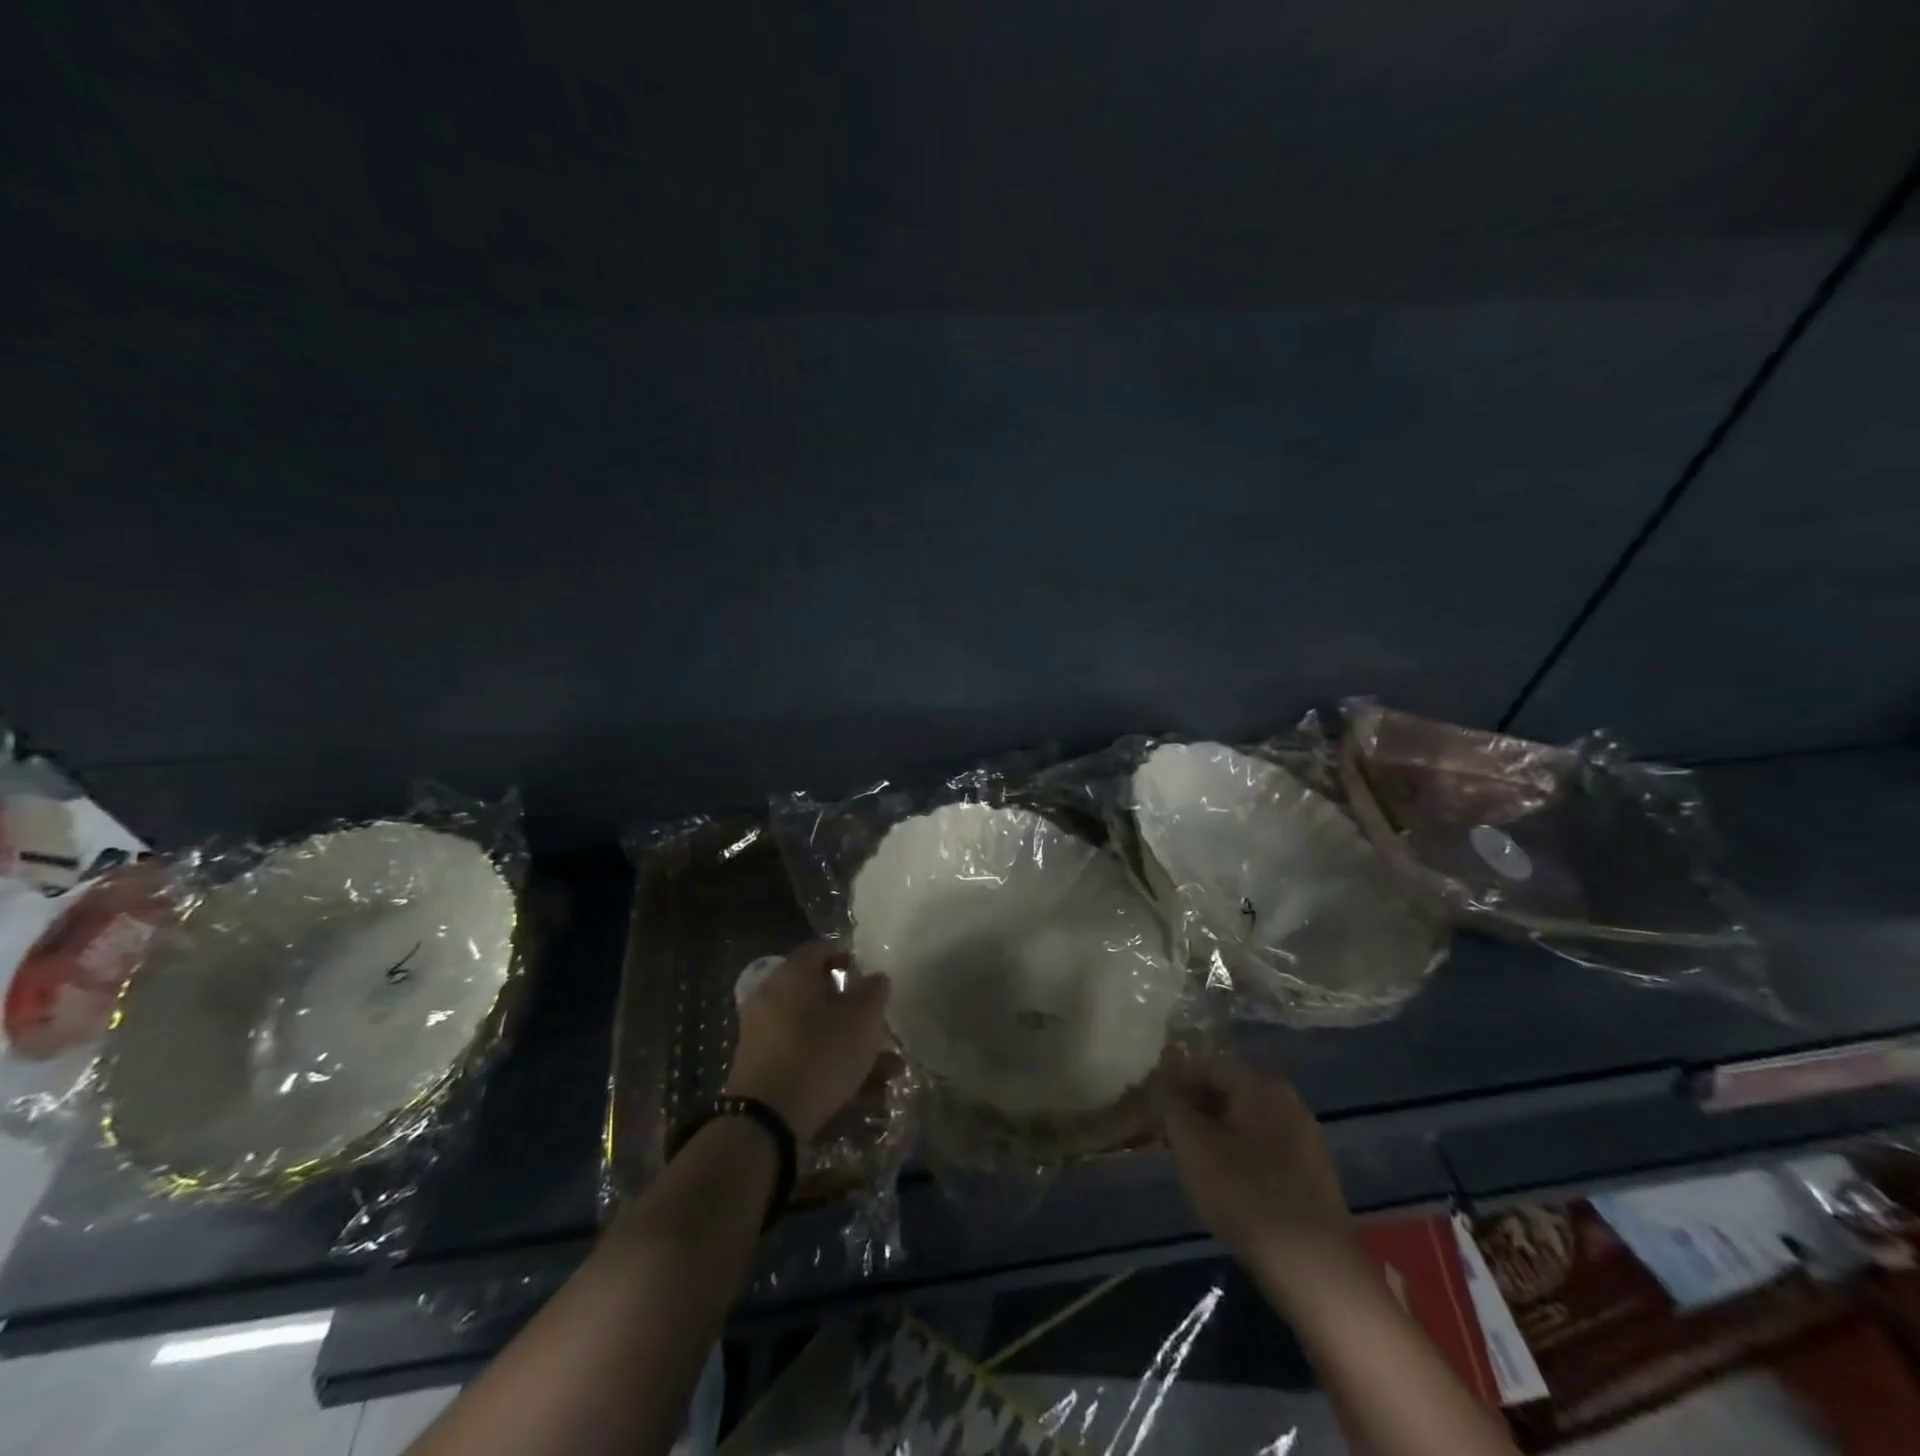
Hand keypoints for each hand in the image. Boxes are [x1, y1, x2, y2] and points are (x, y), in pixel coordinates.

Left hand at [723, 941, 890, 1144]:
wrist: (766, 1119)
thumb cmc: (820, 1053)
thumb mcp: (862, 1019)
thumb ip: (874, 992)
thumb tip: (875, 977)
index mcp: (792, 973)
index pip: (821, 949)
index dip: (848, 958)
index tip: (870, 979)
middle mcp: (772, 996)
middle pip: (820, 994)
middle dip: (855, 1012)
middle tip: (880, 1027)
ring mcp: (763, 1034)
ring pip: (816, 1031)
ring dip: (852, 1046)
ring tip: (888, 1071)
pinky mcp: (762, 1068)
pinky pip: (804, 1057)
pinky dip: (832, 1067)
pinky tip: (866, 1093)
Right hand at [1155, 1050, 1357, 1281]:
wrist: (1315, 1270)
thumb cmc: (1246, 1195)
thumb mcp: (1192, 1144)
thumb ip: (1171, 1104)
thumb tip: (1161, 1081)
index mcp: (1261, 1085)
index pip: (1207, 1065)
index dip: (1173, 1079)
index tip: (1149, 1102)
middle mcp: (1288, 1102)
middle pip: (1228, 1091)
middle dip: (1192, 1107)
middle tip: (1163, 1131)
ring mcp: (1305, 1140)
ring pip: (1244, 1122)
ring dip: (1212, 1132)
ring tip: (1186, 1158)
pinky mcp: (1311, 1177)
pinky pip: (1262, 1150)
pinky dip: (1235, 1154)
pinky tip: (1220, 1182)